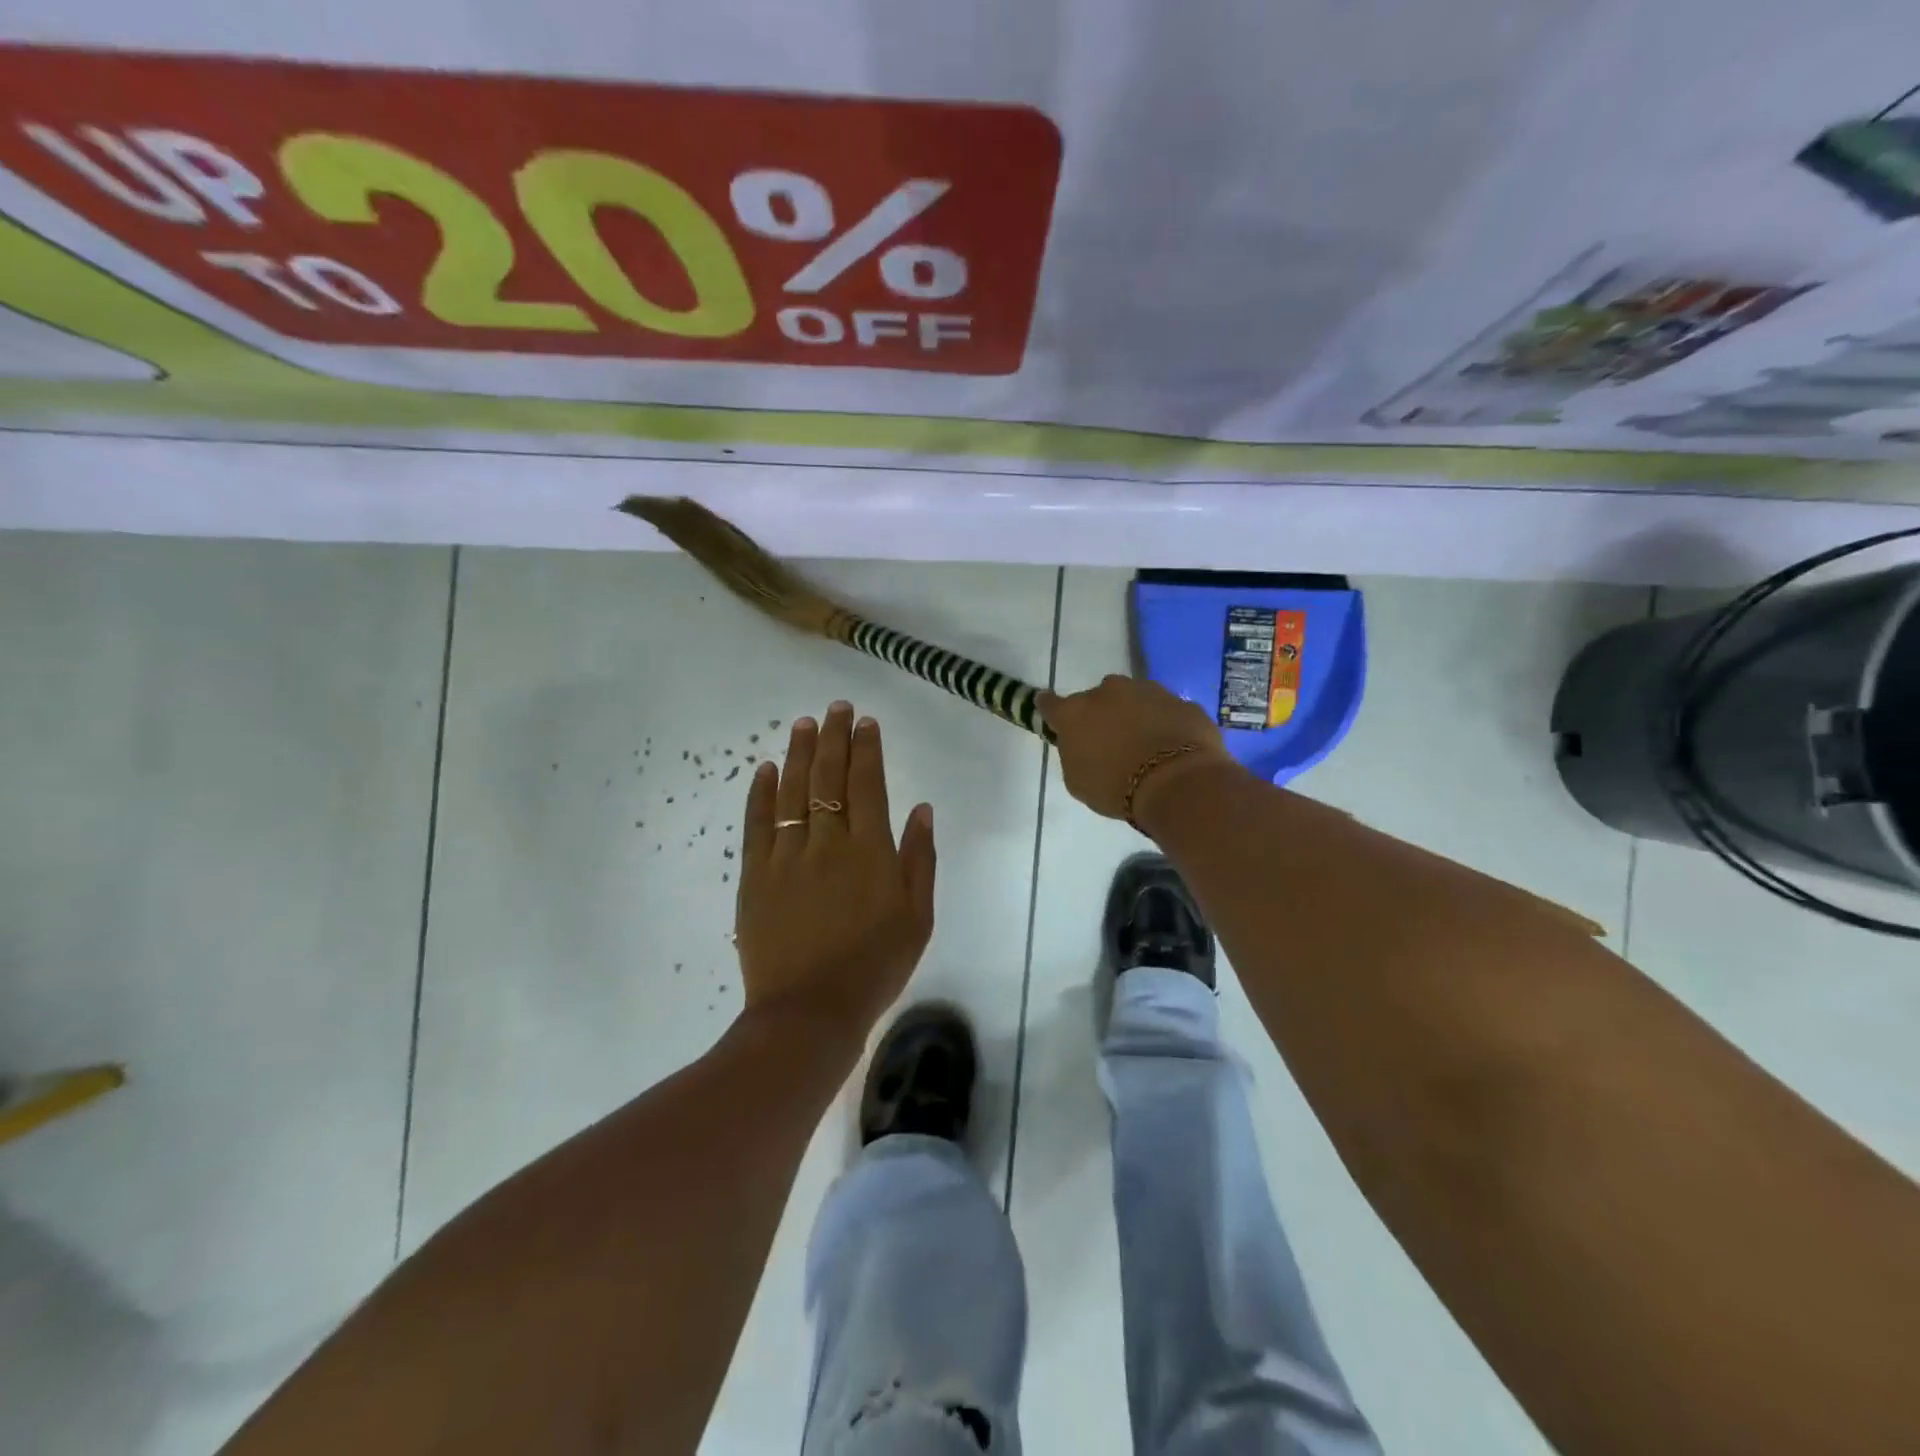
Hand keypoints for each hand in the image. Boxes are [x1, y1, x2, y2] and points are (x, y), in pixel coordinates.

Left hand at [734, 702, 936, 1035]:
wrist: (811, 1012)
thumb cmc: (875, 966)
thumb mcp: (918, 918)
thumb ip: (920, 859)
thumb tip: (921, 807)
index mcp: (870, 851)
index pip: (867, 784)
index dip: (866, 749)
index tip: (865, 722)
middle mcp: (828, 842)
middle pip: (829, 777)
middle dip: (834, 738)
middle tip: (835, 708)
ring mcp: (787, 856)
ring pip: (793, 791)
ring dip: (799, 753)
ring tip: (803, 724)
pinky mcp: (755, 875)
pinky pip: (757, 823)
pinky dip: (762, 793)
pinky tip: (766, 768)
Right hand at [1038, 674, 1238, 825]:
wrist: (1178, 783)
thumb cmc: (1116, 787)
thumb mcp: (1078, 781)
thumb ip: (1073, 754)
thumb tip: (1081, 744)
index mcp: (1074, 712)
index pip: (1049, 704)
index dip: (1050, 710)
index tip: (1053, 717)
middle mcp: (1108, 691)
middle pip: (1098, 699)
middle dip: (1102, 715)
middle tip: (1111, 743)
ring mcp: (1149, 691)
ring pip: (1135, 699)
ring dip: (1136, 716)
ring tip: (1147, 747)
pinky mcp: (1182, 701)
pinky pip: (1167, 712)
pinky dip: (1167, 725)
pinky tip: (1173, 749)